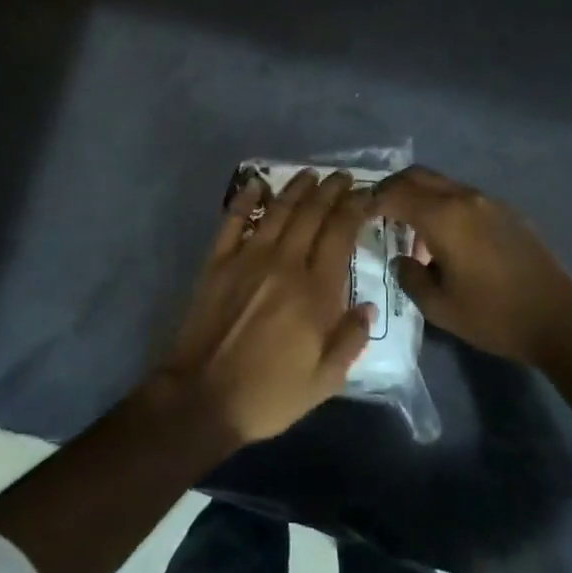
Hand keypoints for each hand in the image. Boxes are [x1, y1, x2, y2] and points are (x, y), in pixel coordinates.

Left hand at [159, 169, 373, 445]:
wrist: (203, 398)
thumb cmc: (270, 394)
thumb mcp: (325, 380)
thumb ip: (350, 339)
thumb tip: (368, 305)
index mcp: (315, 291)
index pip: (340, 233)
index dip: (355, 208)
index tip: (366, 195)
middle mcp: (285, 264)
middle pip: (312, 213)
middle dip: (331, 190)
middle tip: (343, 177)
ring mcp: (247, 258)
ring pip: (278, 210)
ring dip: (297, 188)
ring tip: (311, 174)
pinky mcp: (217, 262)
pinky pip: (233, 220)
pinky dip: (245, 197)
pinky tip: (257, 183)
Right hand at [373, 166, 571, 366]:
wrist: (559, 319)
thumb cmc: (494, 316)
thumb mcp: (439, 307)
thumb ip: (410, 276)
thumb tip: (402, 259)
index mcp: (443, 217)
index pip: (395, 194)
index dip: (370, 201)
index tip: (355, 213)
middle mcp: (464, 198)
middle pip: (417, 176)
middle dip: (391, 188)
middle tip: (375, 210)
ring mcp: (489, 201)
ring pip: (442, 183)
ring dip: (419, 195)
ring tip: (407, 226)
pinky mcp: (507, 211)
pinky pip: (463, 196)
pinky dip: (443, 204)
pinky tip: (444, 236)